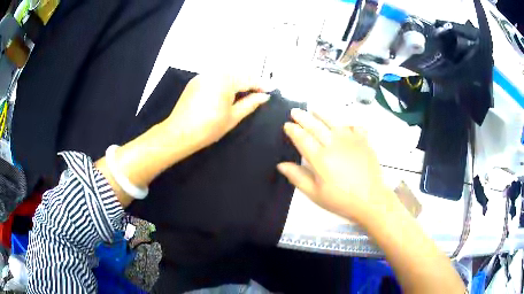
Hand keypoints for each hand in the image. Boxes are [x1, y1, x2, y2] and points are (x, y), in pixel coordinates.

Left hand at [161, 74, 270, 151]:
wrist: (179, 133)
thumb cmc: (208, 128)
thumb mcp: (233, 117)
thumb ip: (250, 103)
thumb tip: (264, 96)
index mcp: (225, 80)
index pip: (248, 78)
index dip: (261, 84)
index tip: (271, 90)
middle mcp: (214, 73)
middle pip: (237, 72)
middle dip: (249, 80)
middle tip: (258, 92)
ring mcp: (203, 76)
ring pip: (226, 73)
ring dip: (237, 80)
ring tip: (244, 92)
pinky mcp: (195, 81)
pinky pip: (215, 76)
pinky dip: (224, 81)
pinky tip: (227, 92)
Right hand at [277, 109, 399, 224]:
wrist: (370, 200)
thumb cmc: (340, 199)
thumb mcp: (315, 193)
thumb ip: (297, 177)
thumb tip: (281, 164)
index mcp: (320, 158)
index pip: (302, 138)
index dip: (293, 130)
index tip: (287, 125)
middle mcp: (334, 144)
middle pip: (315, 126)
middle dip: (303, 117)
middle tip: (295, 111)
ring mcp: (350, 140)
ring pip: (333, 121)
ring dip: (321, 114)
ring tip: (313, 110)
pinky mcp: (363, 140)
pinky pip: (353, 126)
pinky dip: (346, 122)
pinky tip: (342, 123)